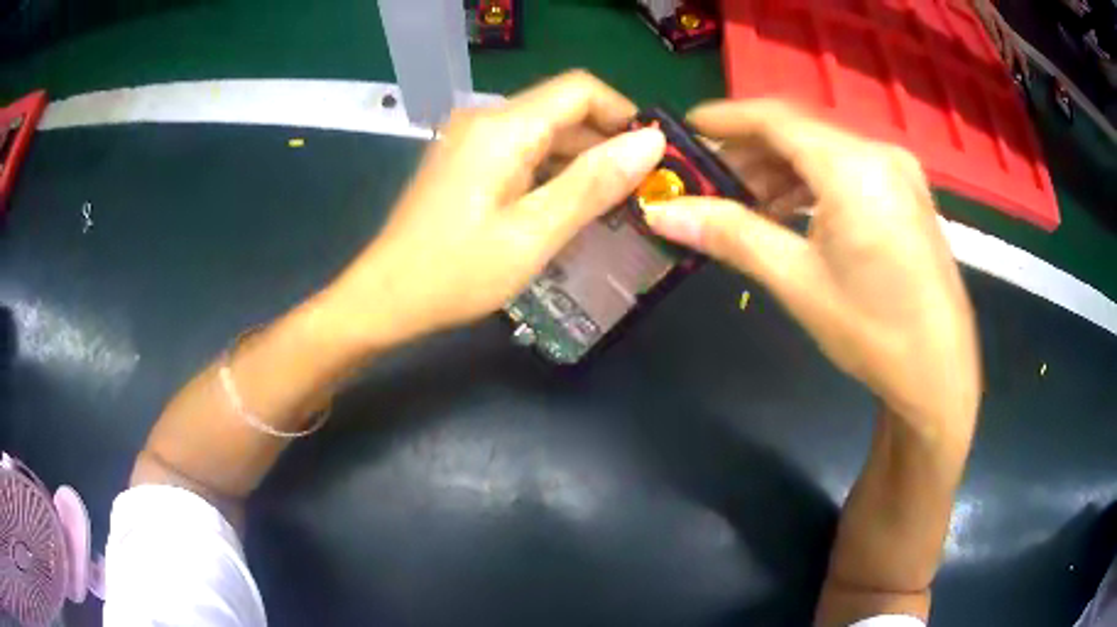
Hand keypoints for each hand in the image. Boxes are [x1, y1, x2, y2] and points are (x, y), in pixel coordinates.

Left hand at [327, 71, 665, 347]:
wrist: (385, 299)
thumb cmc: (456, 273)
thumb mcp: (533, 233)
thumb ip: (593, 183)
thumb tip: (651, 142)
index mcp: (503, 127)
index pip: (580, 89)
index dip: (624, 114)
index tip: (654, 157)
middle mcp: (486, 120)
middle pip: (563, 111)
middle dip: (607, 144)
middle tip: (643, 192)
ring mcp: (472, 140)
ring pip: (545, 134)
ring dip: (582, 162)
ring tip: (616, 205)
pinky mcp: (467, 162)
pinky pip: (523, 153)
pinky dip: (553, 173)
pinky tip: (570, 208)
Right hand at [643, 100, 979, 441]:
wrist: (940, 373)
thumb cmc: (873, 331)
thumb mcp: (798, 282)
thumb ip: (731, 235)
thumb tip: (662, 212)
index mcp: (853, 167)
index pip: (776, 119)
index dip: (727, 118)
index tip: (688, 129)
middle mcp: (879, 154)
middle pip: (801, 132)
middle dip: (751, 151)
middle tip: (710, 179)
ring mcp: (899, 172)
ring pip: (826, 151)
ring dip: (782, 169)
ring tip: (745, 201)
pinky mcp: (908, 193)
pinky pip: (850, 170)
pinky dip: (814, 182)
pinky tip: (792, 211)